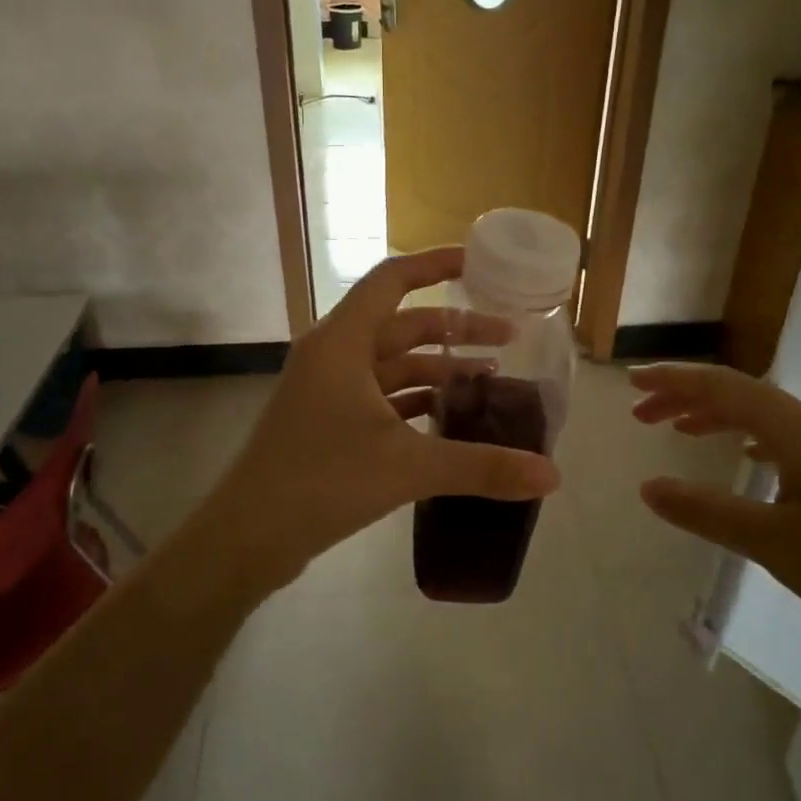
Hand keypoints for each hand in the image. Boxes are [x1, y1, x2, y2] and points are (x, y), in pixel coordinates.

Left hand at [205, 248, 560, 587]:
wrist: (247, 536)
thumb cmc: (321, 481)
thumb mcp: (408, 468)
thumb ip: (482, 467)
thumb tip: (553, 476)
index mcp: (343, 341)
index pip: (393, 279)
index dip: (436, 264)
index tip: (479, 264)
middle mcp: (333, 355)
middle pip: (402, 324)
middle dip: (456, 330)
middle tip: (508, 338)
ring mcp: (326, 390)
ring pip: (392, 364)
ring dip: (438, 369)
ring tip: (490, 382)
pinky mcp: (326, 421)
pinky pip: (380, 396)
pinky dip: (416, 401)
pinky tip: (450, 420)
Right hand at [630, 363, 800, 659]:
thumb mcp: (771, 542)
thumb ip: (705, 511)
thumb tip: (647, 486)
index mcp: (798, 431)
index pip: (724, 388)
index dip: (674, 381)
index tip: (632, 382)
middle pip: (742, 395)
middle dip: (688, 398)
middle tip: (642, 414)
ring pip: (765, 416)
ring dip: (717, 417)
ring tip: (678, 431)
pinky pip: (786, 438)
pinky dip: (750, 438)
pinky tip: (745, 458)